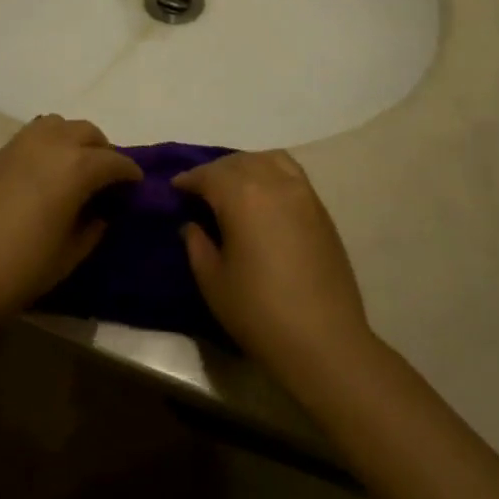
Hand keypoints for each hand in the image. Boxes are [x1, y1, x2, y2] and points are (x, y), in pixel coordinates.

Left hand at [0, 115, 140, 332]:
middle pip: (87, 132)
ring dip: (72, 141)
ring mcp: (16, 145)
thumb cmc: (18, 270)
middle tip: (105, 180)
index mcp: (76, 166)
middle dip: (102, 151)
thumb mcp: (69, 255)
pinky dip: (45, 147)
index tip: (135, 187)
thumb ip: (92, 227)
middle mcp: (49, 144)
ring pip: (57, 125)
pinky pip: (30, 138)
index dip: (129, 174)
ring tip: (72, 170)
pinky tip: (40, 177)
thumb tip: (100, 211)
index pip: (114, 161)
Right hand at [174, 151, 370, 373]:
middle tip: (200, 191)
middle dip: (215, 171)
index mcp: (241, 196)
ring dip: (246, 166)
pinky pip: (291, 173)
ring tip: (234, 187)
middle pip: (238, 162)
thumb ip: (197, 245)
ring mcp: (302, 193)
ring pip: (268, 159)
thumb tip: (191, 224)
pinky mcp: (321, 209)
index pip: (208, 175)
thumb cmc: (259, 312)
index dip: (188, 179)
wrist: (324, 340)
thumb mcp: (213, 282)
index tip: (175, 188)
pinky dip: (271, 171)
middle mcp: (273, 182)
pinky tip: (264, 195)